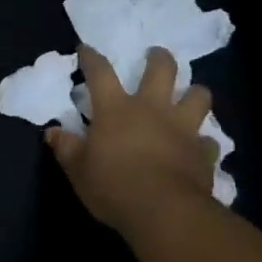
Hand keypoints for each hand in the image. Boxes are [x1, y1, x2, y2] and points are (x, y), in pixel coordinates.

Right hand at [46, 45, 219, 235]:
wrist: (164, 211)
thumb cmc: (113, 185)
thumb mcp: (77, 169)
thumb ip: (66, 148)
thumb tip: (52, 132)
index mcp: (116, 109)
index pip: (100, 73)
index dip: (91, 58)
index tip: (86, 49)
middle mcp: (153, 109)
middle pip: (162, 70)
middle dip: (159, 58)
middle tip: (156, 55)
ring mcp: (183, 129)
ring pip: (199, 97)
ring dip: (194, 93)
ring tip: (190, 96)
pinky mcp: (203, 153)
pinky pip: (208, 141)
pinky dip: (203, 142)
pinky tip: (198, 148)